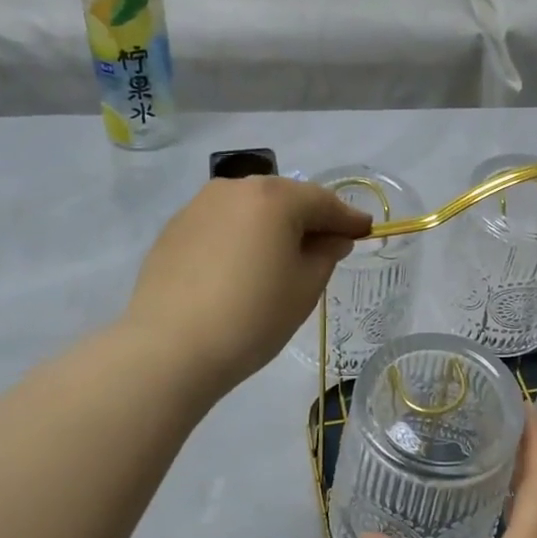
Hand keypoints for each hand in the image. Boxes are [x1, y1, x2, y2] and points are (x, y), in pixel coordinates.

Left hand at [124, 177, 371, 395]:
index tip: (366, 231)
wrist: (170, 348)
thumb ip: (326, 253)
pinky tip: (242, 266)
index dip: (348, 219)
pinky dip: (241, 237)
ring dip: (272, 226)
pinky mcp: (174, 229)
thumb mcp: (305, 287)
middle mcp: (235, 188)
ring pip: (250, 209)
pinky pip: (222, 225)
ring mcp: (199, 206)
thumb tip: (332, 237)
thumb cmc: (253, 317)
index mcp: (274, 197)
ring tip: (283, 257)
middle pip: (285, 198)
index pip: (323, 202)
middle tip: (327, 245)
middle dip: (309, 219)